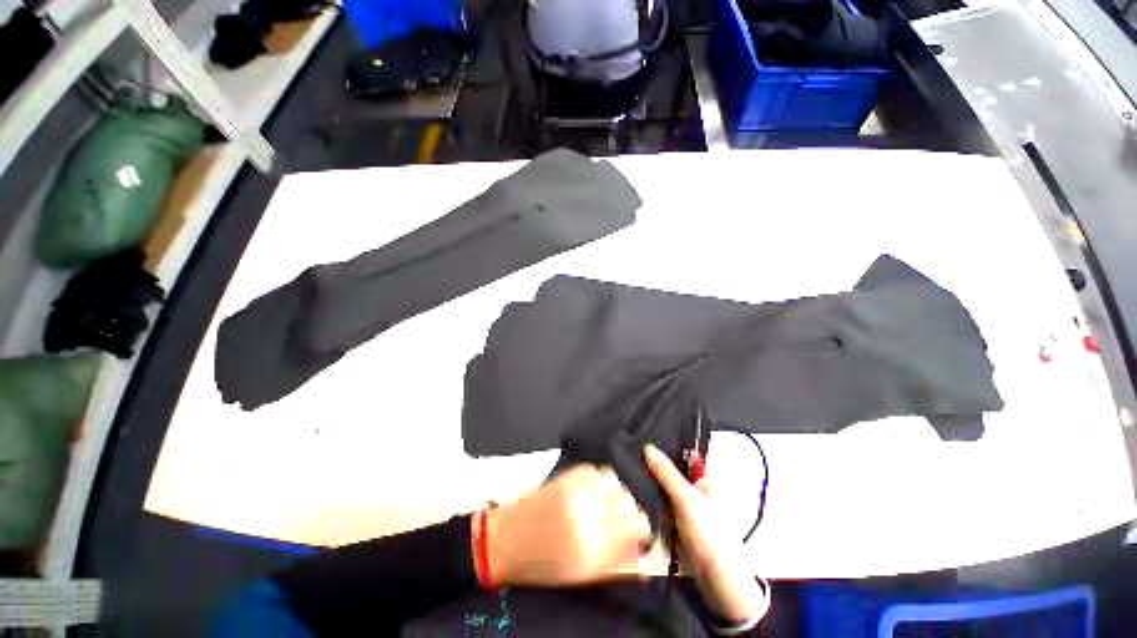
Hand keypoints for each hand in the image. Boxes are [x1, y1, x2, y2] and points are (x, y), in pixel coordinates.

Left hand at [485, 465, 652, 586]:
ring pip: (613, 480)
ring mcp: (575, 492)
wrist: (507, 541)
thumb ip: (617, 564)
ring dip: (614, 491)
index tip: (638, 530)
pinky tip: (590, 490)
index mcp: (594, 548)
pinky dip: (597, 479)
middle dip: (628, 509)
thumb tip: (643, 553)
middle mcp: (588, 516)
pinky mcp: (564, 477)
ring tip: (604, 500)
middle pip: (627, 500)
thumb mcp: (582, 574)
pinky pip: (594, 470)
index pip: (637, 525)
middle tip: (619, 516)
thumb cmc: (543, 565)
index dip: (642, 527)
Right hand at [644, 444, 765, 624]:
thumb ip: (666, 473)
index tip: (645, 436)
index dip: (666, 443)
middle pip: (672, 467)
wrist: (715, 579)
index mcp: (706, 476)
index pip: (684, 452)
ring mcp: (686, 502)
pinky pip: (661, 500)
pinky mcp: (676, 516)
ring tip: (629, 468)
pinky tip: (636, 489)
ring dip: (651, 480)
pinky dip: (651, 497)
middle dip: (654, 463)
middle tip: (632, 451)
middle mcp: (696, 486)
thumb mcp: (686, 499)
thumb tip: (648, 447)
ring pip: (664, 484)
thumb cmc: (709, 534)